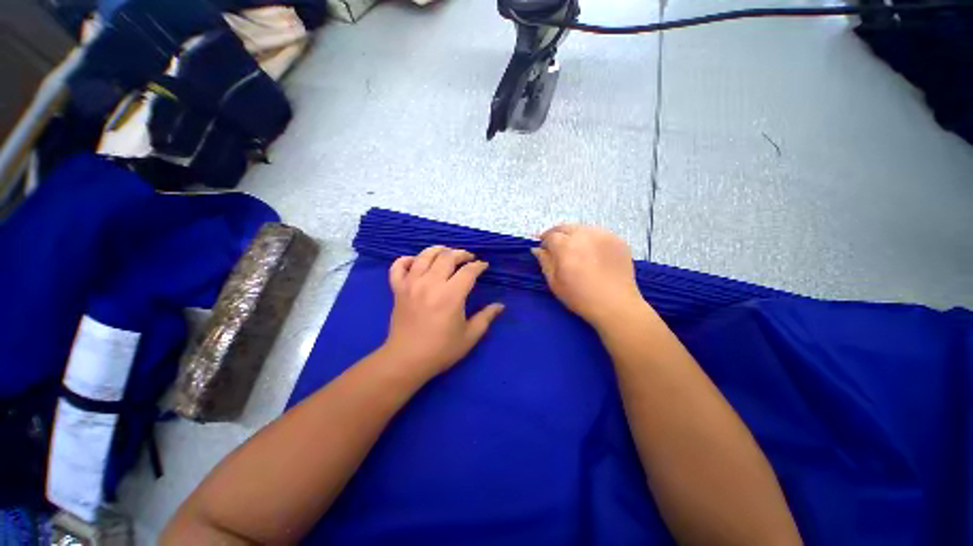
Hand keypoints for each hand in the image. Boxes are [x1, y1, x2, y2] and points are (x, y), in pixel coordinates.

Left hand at [381, 246, 504, 380]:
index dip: (479, 266)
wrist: (406, 360)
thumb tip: (500, 305)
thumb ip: (486, 317)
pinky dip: (406, 260)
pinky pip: (398, 266)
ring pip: (424, 256)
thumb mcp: (470, 336)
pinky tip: (416, 262)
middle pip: (447, 257)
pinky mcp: (398, 289)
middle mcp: (430, 284)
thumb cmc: (441, 350)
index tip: (484, 266)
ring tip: (447, 253)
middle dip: (461, 253)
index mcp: (451, 295)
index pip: (468, 271)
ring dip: (438, 250)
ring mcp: (411, 284)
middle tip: (469, 258)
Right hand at [532, 225, 646, 328]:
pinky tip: (592, 252)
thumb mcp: (555, 283)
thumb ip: (545, 262)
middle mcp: (584, 235)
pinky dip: (590, 239)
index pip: (550, 235)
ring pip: (582, 228)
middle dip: (557, 234)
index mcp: (566, 246)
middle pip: (565, 227)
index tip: (544, 250)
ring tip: (575, 249)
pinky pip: (598, 233)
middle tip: (556, 247)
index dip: (544, 242)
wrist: (616, 305)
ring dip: (574, 235)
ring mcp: (603, 235)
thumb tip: (537, 249)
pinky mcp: (617, 239)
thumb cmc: (580, 297)